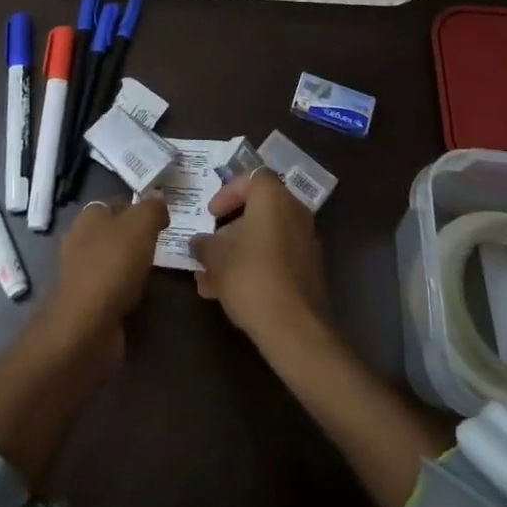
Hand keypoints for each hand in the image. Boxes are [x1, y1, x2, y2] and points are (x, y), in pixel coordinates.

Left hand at [44, 194, 168, 355]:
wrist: (86, 326)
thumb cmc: (112, 266)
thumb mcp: (140, 225)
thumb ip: (152, 208)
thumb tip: (158, 196)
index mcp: (89, 216)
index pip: (117, 202)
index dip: (140, 206)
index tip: (164, 216)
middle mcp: (80, 240)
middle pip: (115, 231)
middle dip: (138, 236)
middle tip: (166, 242)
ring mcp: (81, 273)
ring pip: (114, 260)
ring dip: (133, 264)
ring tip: (160, 269)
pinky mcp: (86, 302)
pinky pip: (113, 287)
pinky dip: (127, 289)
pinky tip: (143, 294)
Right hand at [191, 169, 326, 344]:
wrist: (296, 329)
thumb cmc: (252, 278)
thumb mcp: (216, 258)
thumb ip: (204, 244)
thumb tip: (199, 242)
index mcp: (274, 199)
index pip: (252, 177)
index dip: (228, 191)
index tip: (211, 213)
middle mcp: (294, 214)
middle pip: (257, 211)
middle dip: (228, 230)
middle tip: (208, 247)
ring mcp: (304, 243)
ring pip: (263, 239)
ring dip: (236, 254)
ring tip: (208, 279)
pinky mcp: (307, 272)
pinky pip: (274, 259)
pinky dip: (252, 268)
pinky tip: (226, 294)